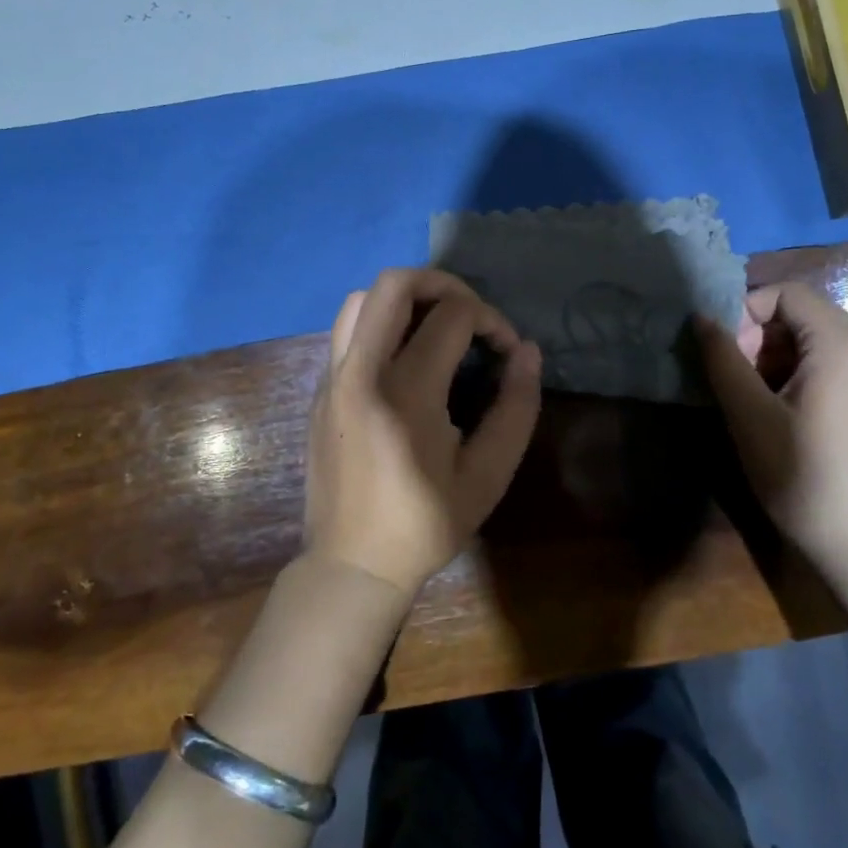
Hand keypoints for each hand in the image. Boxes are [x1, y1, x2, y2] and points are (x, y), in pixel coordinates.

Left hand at [305, 268, 542, 599]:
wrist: (351, 564)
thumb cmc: (425, 524)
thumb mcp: (488, 475)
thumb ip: (517, 407)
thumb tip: (527, 350)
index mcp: (406, 393)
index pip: (452, 315)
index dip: (491, 321)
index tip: (507, 351)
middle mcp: (360, 371)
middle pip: (394, 284)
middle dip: (443, 283)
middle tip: (471, 313)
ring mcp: (332, 377)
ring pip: (360, 298)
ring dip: (405, 298)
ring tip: (437, 325)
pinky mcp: (320, 388)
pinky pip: (347, 329)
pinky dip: (380, 321)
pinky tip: (405, 355)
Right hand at [696, 283, 847, 584]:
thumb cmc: (805, 478)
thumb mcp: (750, 416)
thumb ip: (723, 359)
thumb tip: (702, 317)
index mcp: (841, 346)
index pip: (787, 293)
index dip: (746, 310)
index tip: (724, 352)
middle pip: (807, 316)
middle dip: (762, 336)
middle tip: (736, 379)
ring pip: (824, 344)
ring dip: (782, 358)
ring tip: (758, 402)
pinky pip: (844, 370)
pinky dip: (808, 377)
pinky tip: (792, 421)